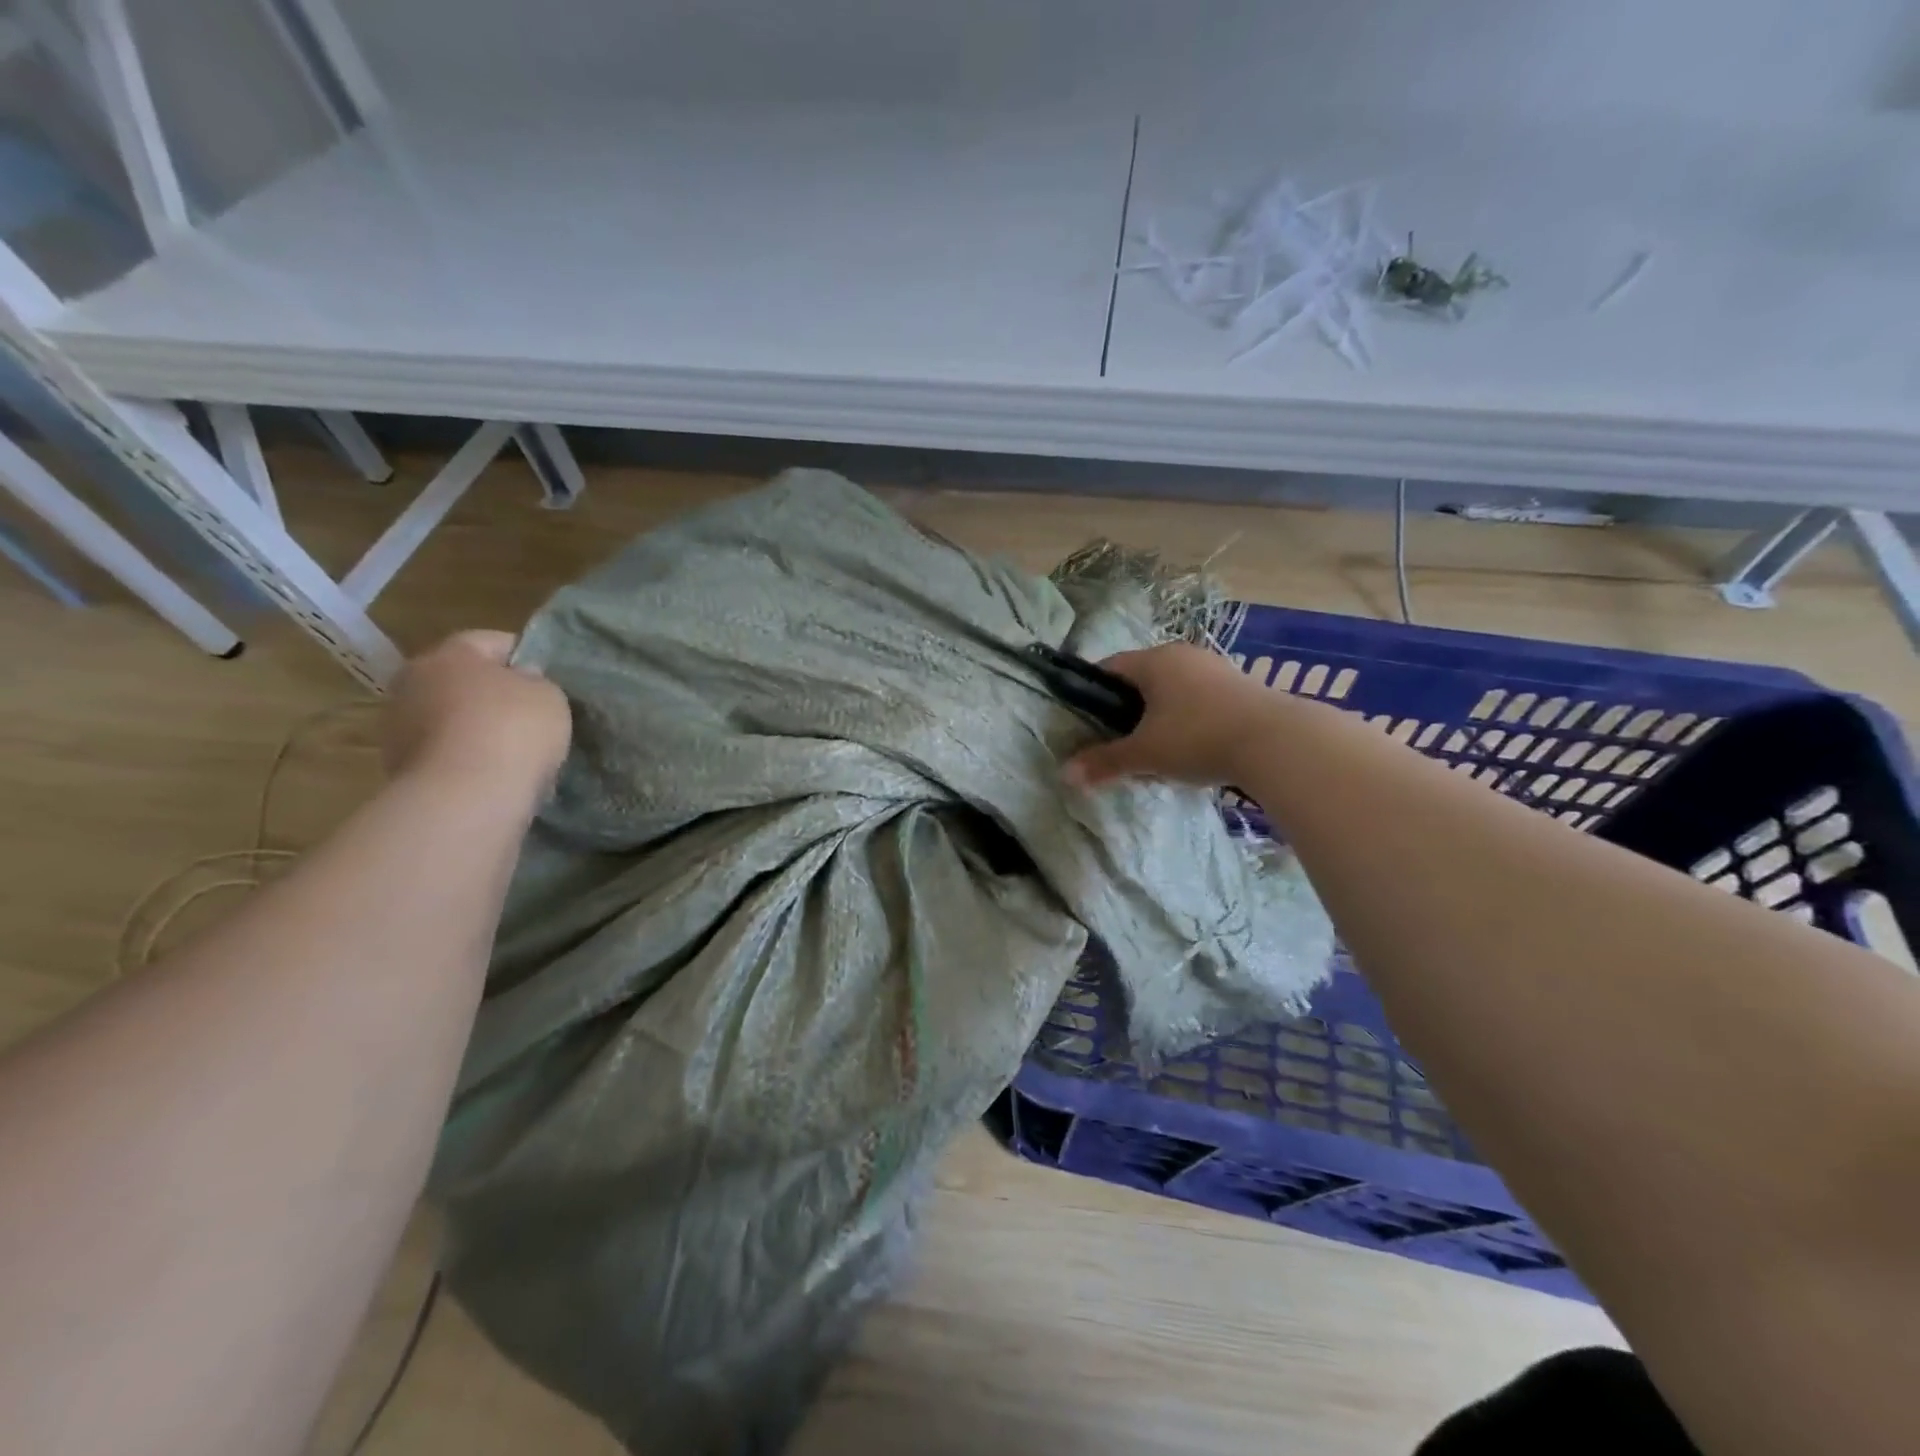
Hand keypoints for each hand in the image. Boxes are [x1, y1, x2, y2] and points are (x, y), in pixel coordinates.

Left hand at [382, 631, 571, 794]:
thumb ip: (537, 681)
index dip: (526, 656)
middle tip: (532, 715)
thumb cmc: (513, 729)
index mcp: (449, 654)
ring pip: (450, 718)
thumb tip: (522, 681)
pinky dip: (468, 759)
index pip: (493, 641)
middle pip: (463, 680)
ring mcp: (399, 727)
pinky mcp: (400, 768)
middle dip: (495, 694)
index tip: (549, 679)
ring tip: (516, 750)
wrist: (466, 797)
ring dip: (478, 729)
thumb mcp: (549, 695)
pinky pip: (446, 753)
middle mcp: (413, 682)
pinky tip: (496, 774)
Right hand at [1062, 643, 1273, 788]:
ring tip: (1158, 751)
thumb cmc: (1197, 738)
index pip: (1109, 667)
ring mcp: (1216, 668)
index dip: (1093, 694)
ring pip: (1173, 690)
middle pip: (1142, 679)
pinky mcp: (1241, 687)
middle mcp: (1183, 655)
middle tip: (1121, 743)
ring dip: (1160, 716)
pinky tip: (1194, 748)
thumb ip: (1104, 762)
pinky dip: (1189, 719)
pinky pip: (1200, 699)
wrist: (1277, 742)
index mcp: (1154, 660)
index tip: (1089, 723)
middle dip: (1128, 709)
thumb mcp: (1145, 754)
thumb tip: (1064, 774)